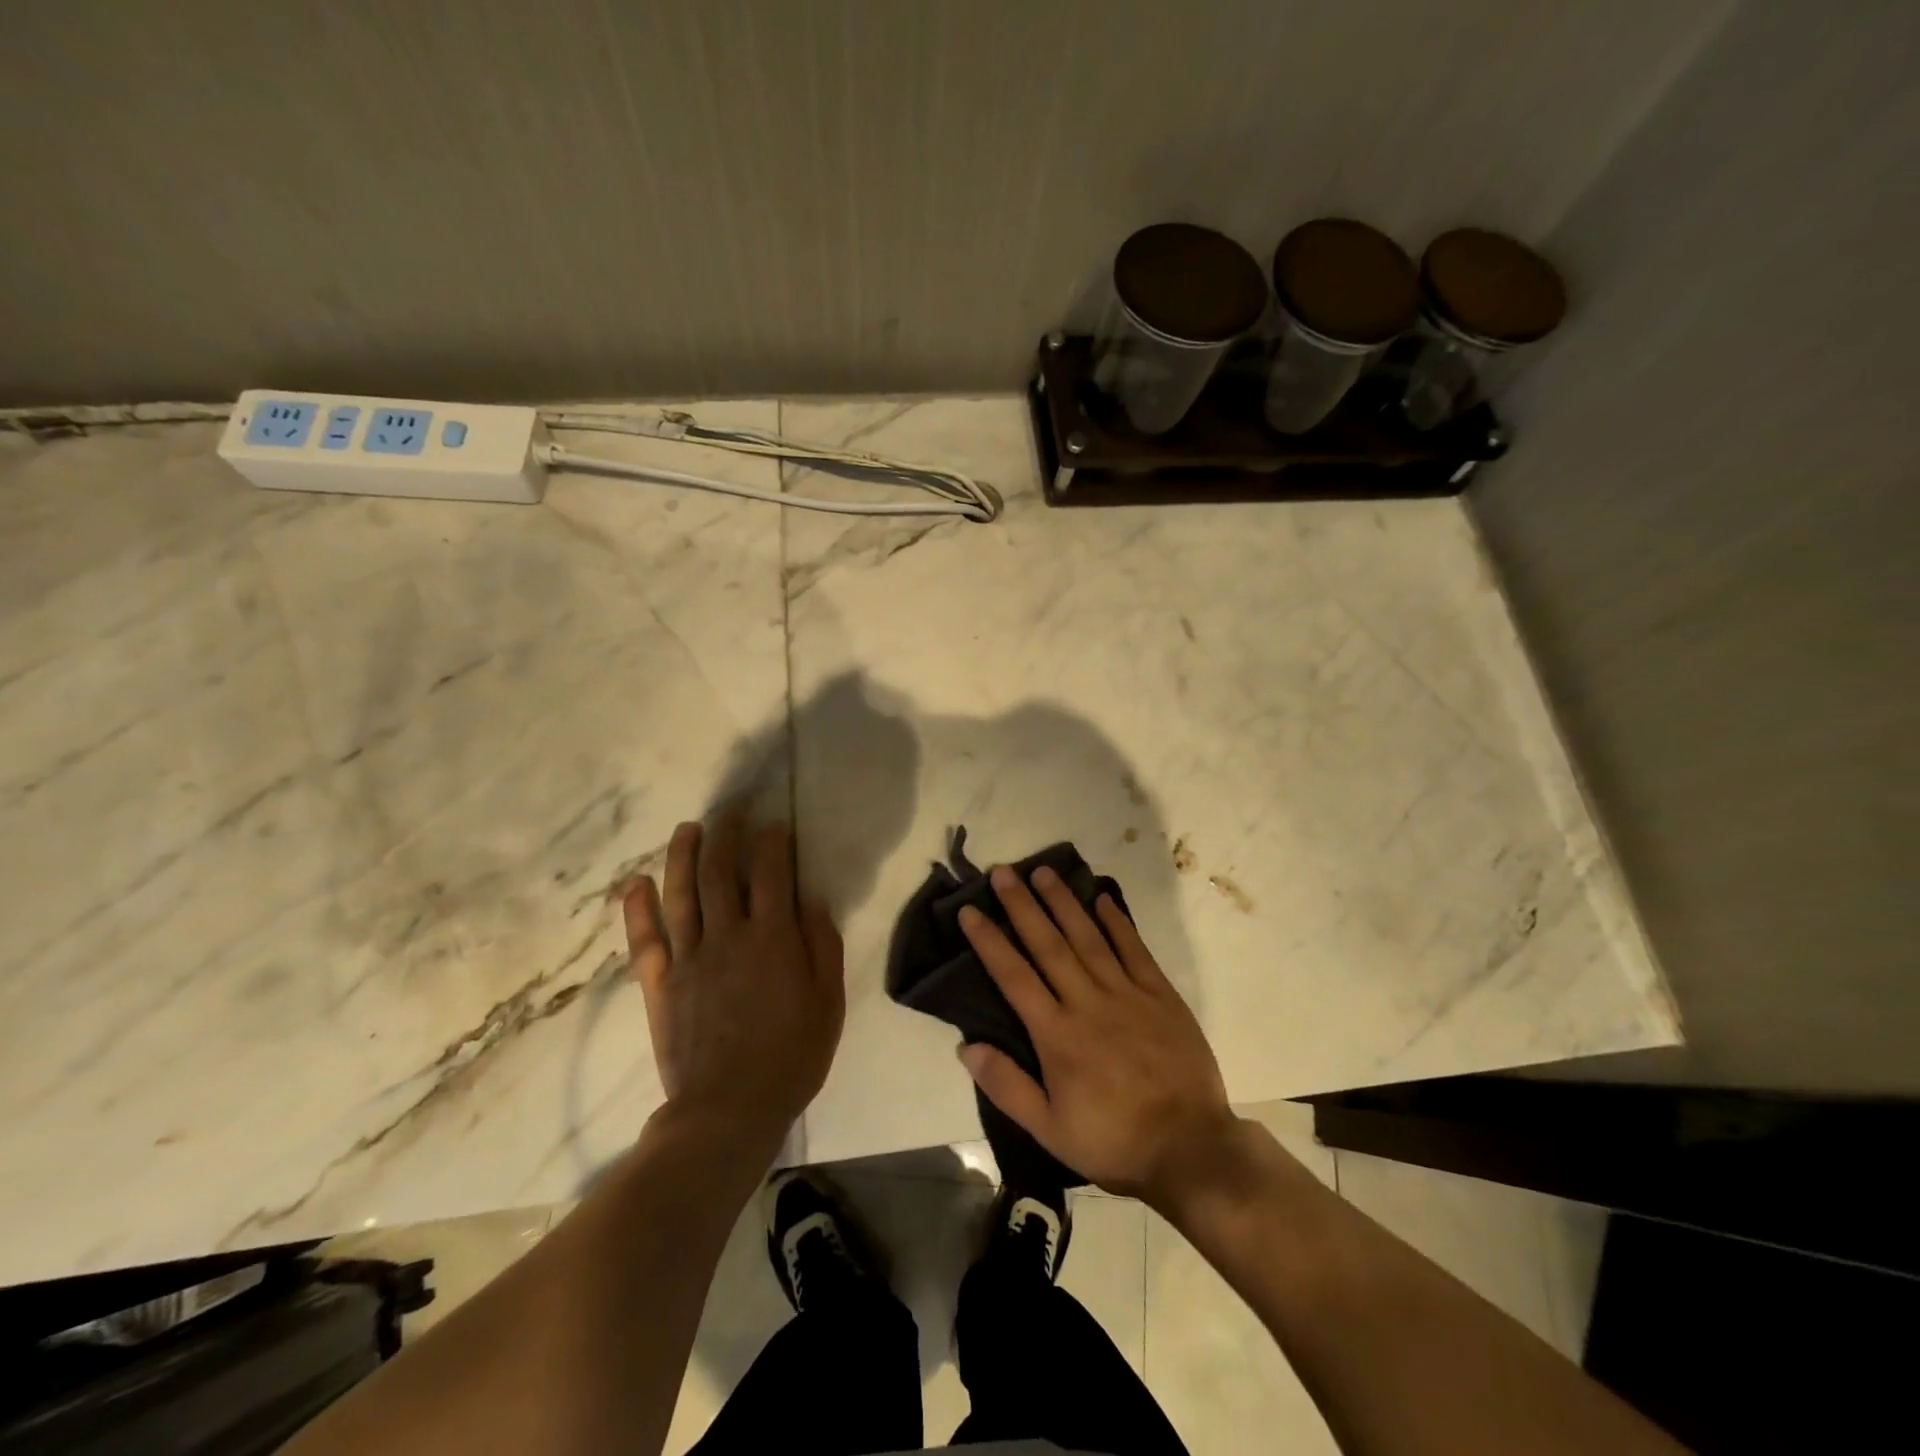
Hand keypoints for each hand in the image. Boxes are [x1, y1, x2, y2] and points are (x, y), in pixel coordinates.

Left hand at [623, 809, 844, 1144]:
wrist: (729, 1110)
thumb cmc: (791, 1056)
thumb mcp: (828, 1002)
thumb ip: (822, 945)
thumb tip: (811, 898)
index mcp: (772, 939)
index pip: (771, 873)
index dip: (773, 843)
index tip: (774, 825)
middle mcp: (728, 936)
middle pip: (721, 872)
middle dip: (726, 834)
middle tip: (731, 810)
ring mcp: (688, 958)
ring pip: (682, 893)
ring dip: (683, 855)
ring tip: (688, 828)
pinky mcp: (660, 984)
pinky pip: (645, 938)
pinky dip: (638, 908)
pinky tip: (637, 882)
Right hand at [957, 865, 1234, 1205]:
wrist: (1189, 1148)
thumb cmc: (1112, 1140)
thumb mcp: (1049, 1129)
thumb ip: (1007, 1085)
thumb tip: (966, 1046)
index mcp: (1057, 1034)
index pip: (1014, 976)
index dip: (990, 941)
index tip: (971, 910)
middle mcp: (1087, 1002)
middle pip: (1048, 945)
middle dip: (1022, 906)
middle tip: (1003, 872)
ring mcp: (1127, 994)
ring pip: (1088, 937)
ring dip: (1064, 903)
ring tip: (1043, 872)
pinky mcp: (1161, 995)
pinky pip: (1135, 950)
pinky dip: (1117, 922)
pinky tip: (1102, 898)